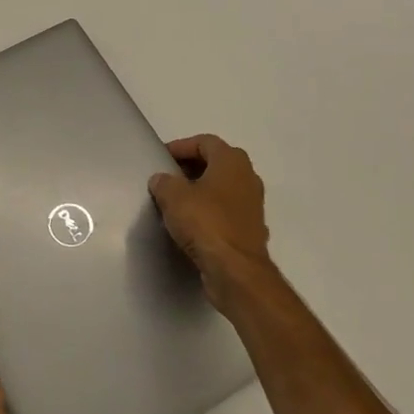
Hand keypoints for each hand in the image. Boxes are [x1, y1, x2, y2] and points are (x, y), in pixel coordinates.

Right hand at [149, 135, 279, 312]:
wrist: (236, 271)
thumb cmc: (205, 223)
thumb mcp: (173, 197)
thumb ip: (164, 182)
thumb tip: (162, 180)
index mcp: (232, 161)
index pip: (205, 142)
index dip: (181, 146)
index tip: (161, 158)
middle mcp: (248, 178)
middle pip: (216, 163)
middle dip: (191, 168)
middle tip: (168, 177)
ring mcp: (252, 205)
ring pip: (223, 189)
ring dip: (201, 191)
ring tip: (176, 201)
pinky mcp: (250, 229)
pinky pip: (226, 212)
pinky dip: (210, 213)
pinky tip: (192, 225)